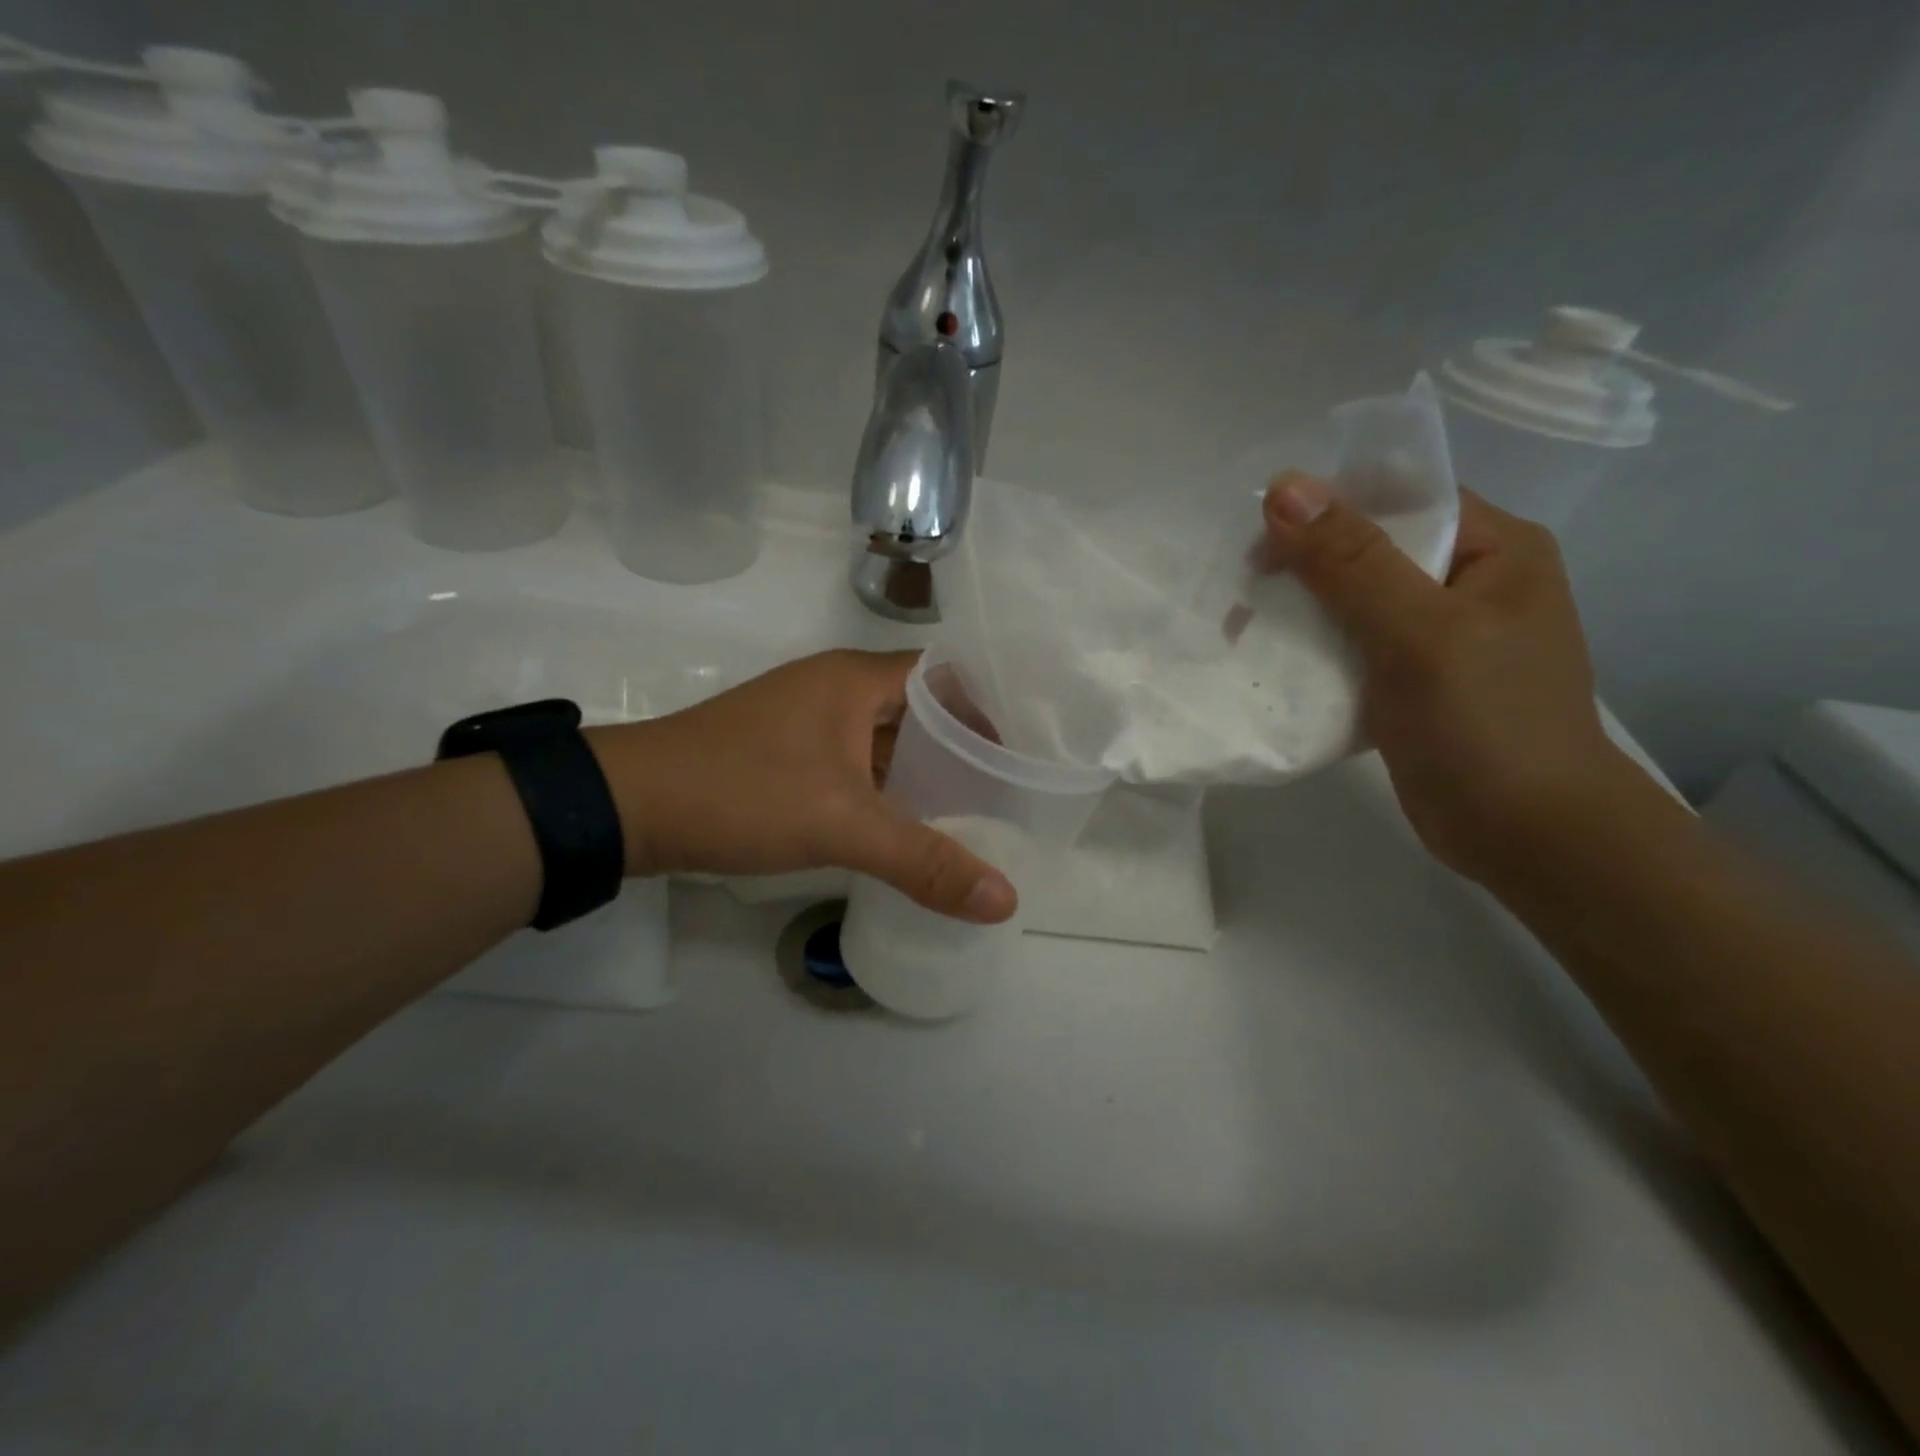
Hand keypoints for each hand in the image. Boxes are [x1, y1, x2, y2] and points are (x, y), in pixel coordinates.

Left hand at [587, 650, 1017, 922]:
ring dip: (922, 771)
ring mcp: (808, 722)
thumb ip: (925, 861)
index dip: (989, 707)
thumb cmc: (743, 793)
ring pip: (885, 740)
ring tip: (973, 811)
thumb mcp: (842, 825)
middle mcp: (835, 688)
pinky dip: (886, 788)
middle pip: (919, 709)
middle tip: (1010, 789)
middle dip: (963, 747)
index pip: (946, 675)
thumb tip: (1004, 900)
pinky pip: (855, 763)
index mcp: (856, 680)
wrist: (630, 807)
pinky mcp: (787, 754)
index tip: (1026, 748)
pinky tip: (908, 825)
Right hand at [1262, 472, 1637, 885]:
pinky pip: (1352, 648)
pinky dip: (1311, 651)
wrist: (1527, 836)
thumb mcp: (1420, 633)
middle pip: (1370, 550)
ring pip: (1354, 602)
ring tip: (1239, 627)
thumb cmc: (1487, 724)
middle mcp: (1468, 583)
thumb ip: (1353, 561)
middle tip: (1240, 588)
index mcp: (1493, 549)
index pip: (1401, 498)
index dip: (1328, 505)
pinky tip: (1270, 661)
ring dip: (1299, 611)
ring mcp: (1440, 637)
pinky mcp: (1411, 683)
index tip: (1258, 533)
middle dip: (1302, 564)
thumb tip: (1285, 487)